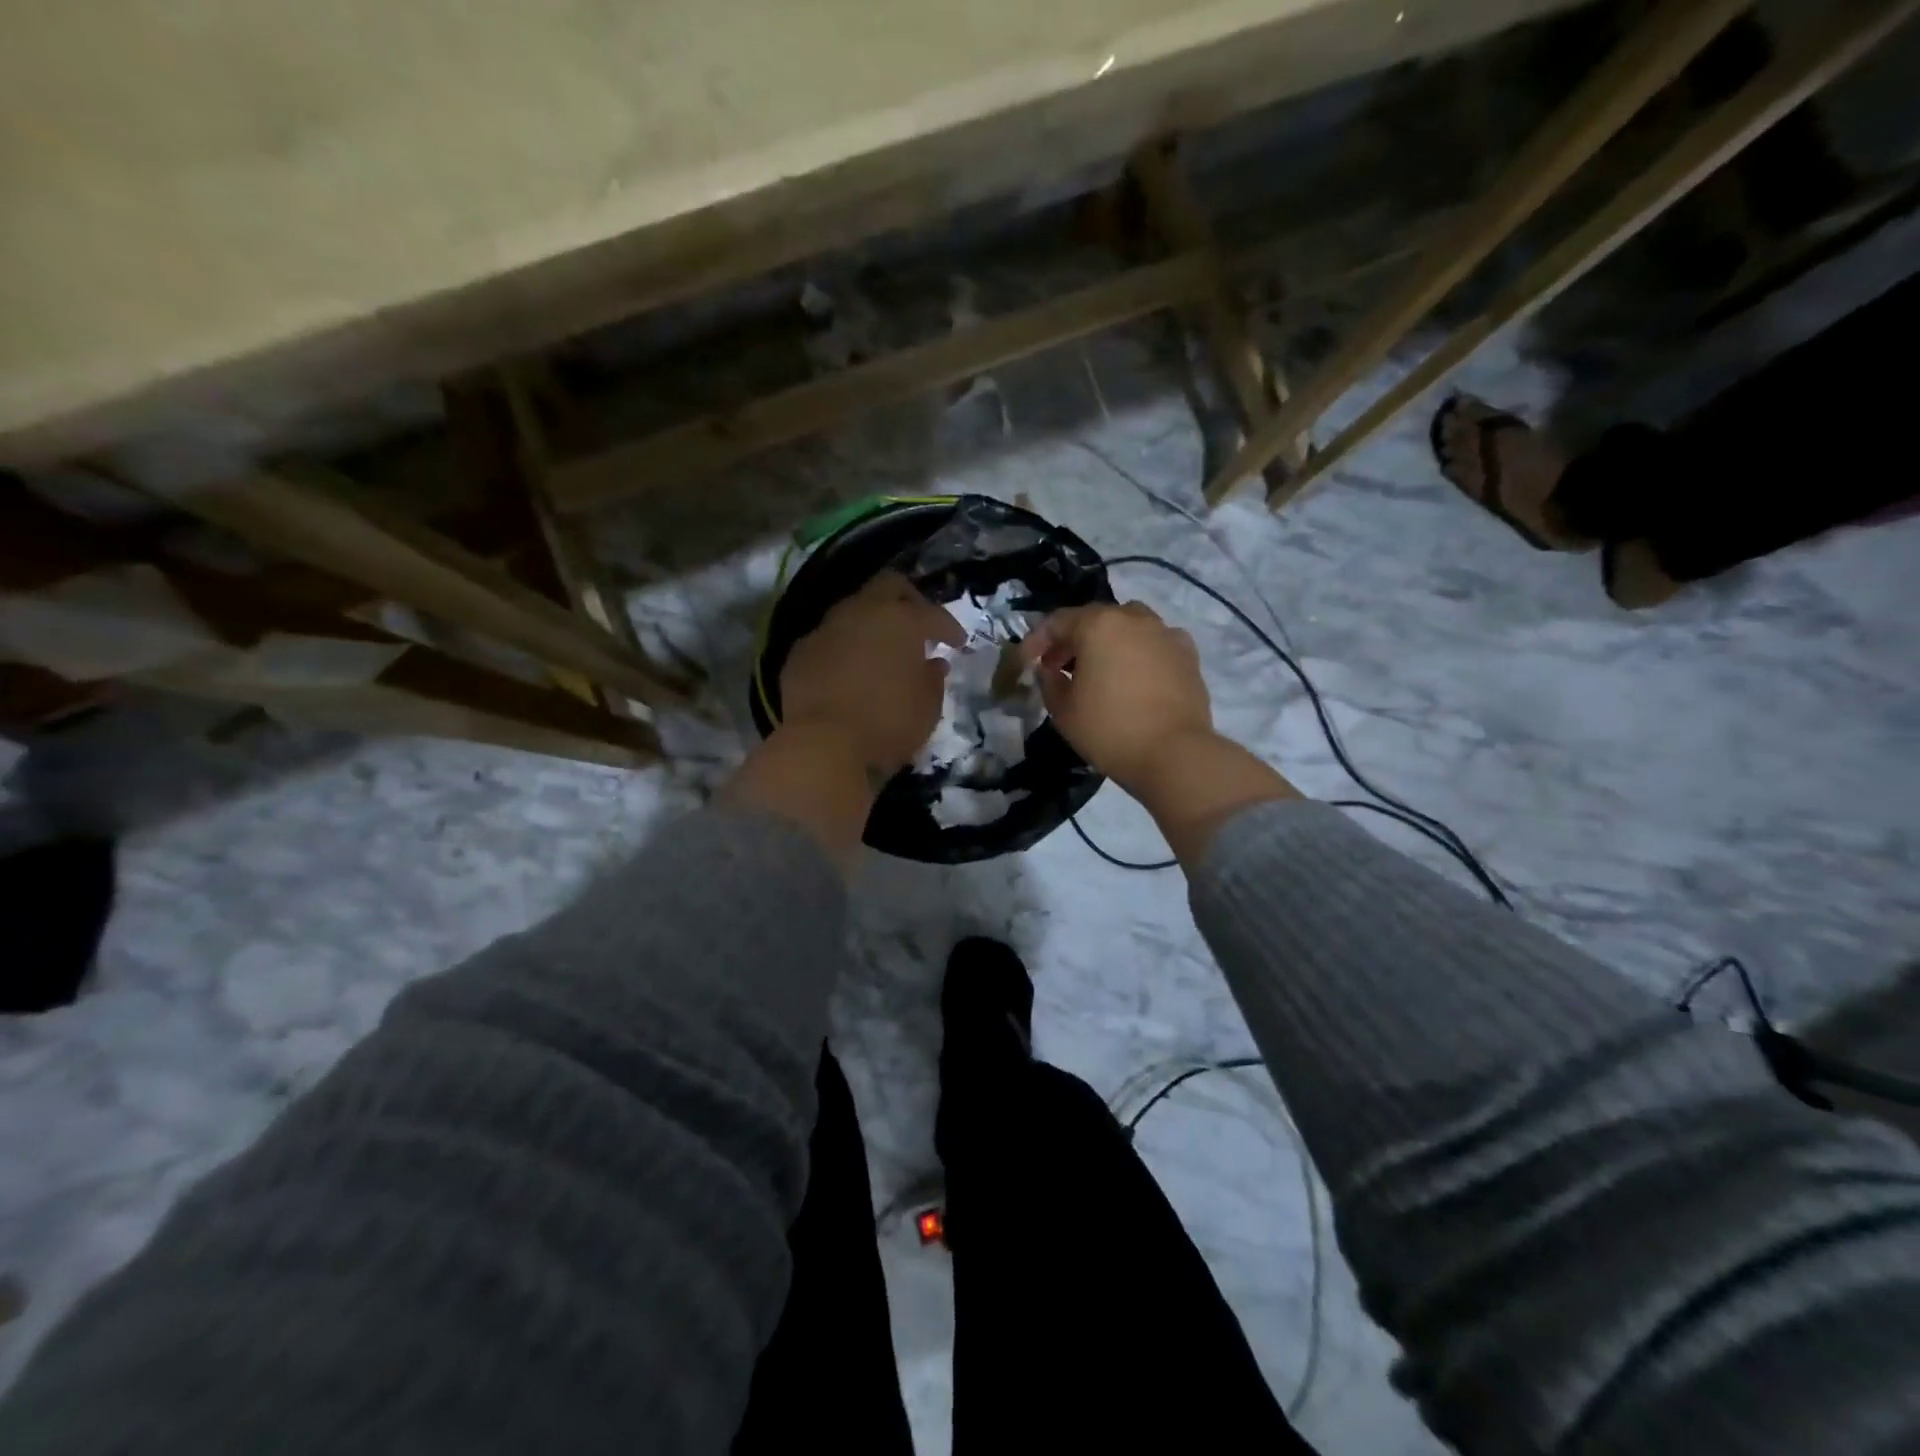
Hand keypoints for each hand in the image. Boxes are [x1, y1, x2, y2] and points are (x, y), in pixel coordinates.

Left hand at [780, 571, 965, 778]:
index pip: (932, 614)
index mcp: (900, 620)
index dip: (949, 627)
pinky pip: (829, 639)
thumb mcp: (928, 707)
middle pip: (888, 586)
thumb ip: (933, 679)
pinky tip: (849, 670)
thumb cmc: (888, 723)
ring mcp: (825, 629)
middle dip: (908, 600)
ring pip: (853, 610)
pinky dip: (844, 648)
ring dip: (871, 624)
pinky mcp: (800, 652)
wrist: (823, 745)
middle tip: (919, 625)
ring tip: (882, 650)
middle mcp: (861, 612)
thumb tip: (933, 663)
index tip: (959, 643)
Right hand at [1024, 601, 1296, 864]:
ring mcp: (1165, 633)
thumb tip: (1050, 670)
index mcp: (1098, 625)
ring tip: (1098, 670)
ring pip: (1128, 626)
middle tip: (1058, 668)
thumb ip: (1049, 682)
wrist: (1175, 754)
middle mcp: (1133, 618)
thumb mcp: (1063, 711)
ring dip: (1107, 642)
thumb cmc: (1110, 730)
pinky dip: (1138, 652)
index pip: (1057, 621)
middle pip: (1094, 619)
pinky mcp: (1187, 654)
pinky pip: (1154, 643)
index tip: (1027, 662)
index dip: (1037, 640)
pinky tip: (1134, 676)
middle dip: (1072, 640)